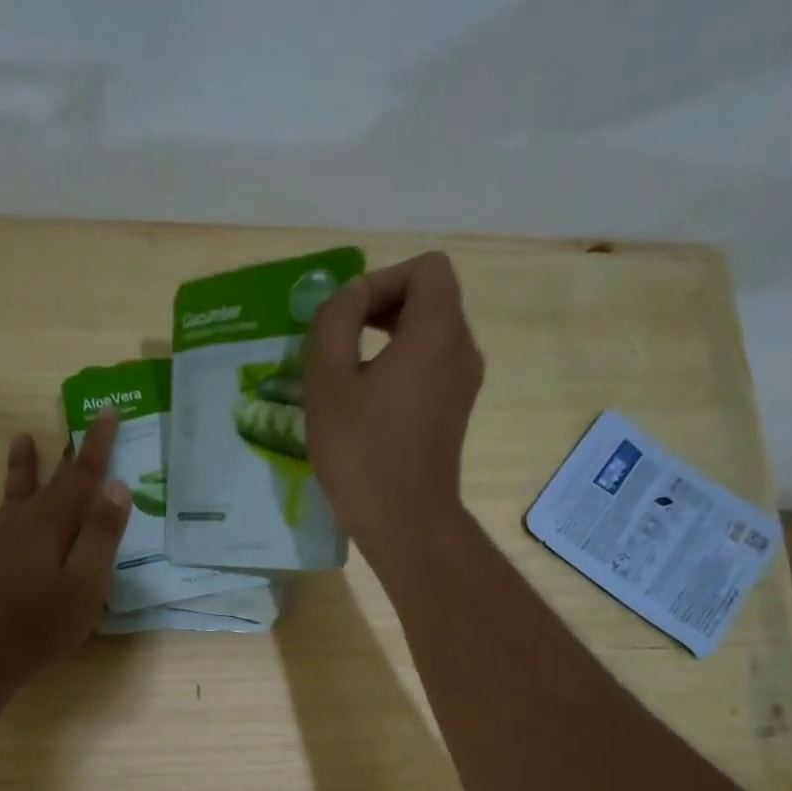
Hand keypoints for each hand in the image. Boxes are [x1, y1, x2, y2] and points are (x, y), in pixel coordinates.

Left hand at [0, 412, 130, 688]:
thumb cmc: (42, 622)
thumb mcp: (86, 583)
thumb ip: (101, 535)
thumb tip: (118, 486)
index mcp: (55, 524)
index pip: (83, 476)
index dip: (97, 445)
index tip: (107, 412)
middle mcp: (25, 522)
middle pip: (51, 481)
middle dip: (68, 453)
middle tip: (74, 422)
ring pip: (12, 494)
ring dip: (19, 467)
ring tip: (21, 438)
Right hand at [303, 252, 484, 562]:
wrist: (405, 522)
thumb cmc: (363, 452)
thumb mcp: (327, 380)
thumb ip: (333, 321)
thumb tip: (349, 300)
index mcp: (438, 331)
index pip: (426, 268)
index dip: (383, 280)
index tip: (348, 320)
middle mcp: (462, 349)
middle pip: (429, 298)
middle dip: (382, 308)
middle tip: (341, 343)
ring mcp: (464, 384)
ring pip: (429, 335)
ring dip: (387, 341)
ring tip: (348, 375)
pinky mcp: (455, 413)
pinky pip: (430, 368)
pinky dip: (400, 370)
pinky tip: (368, 405)